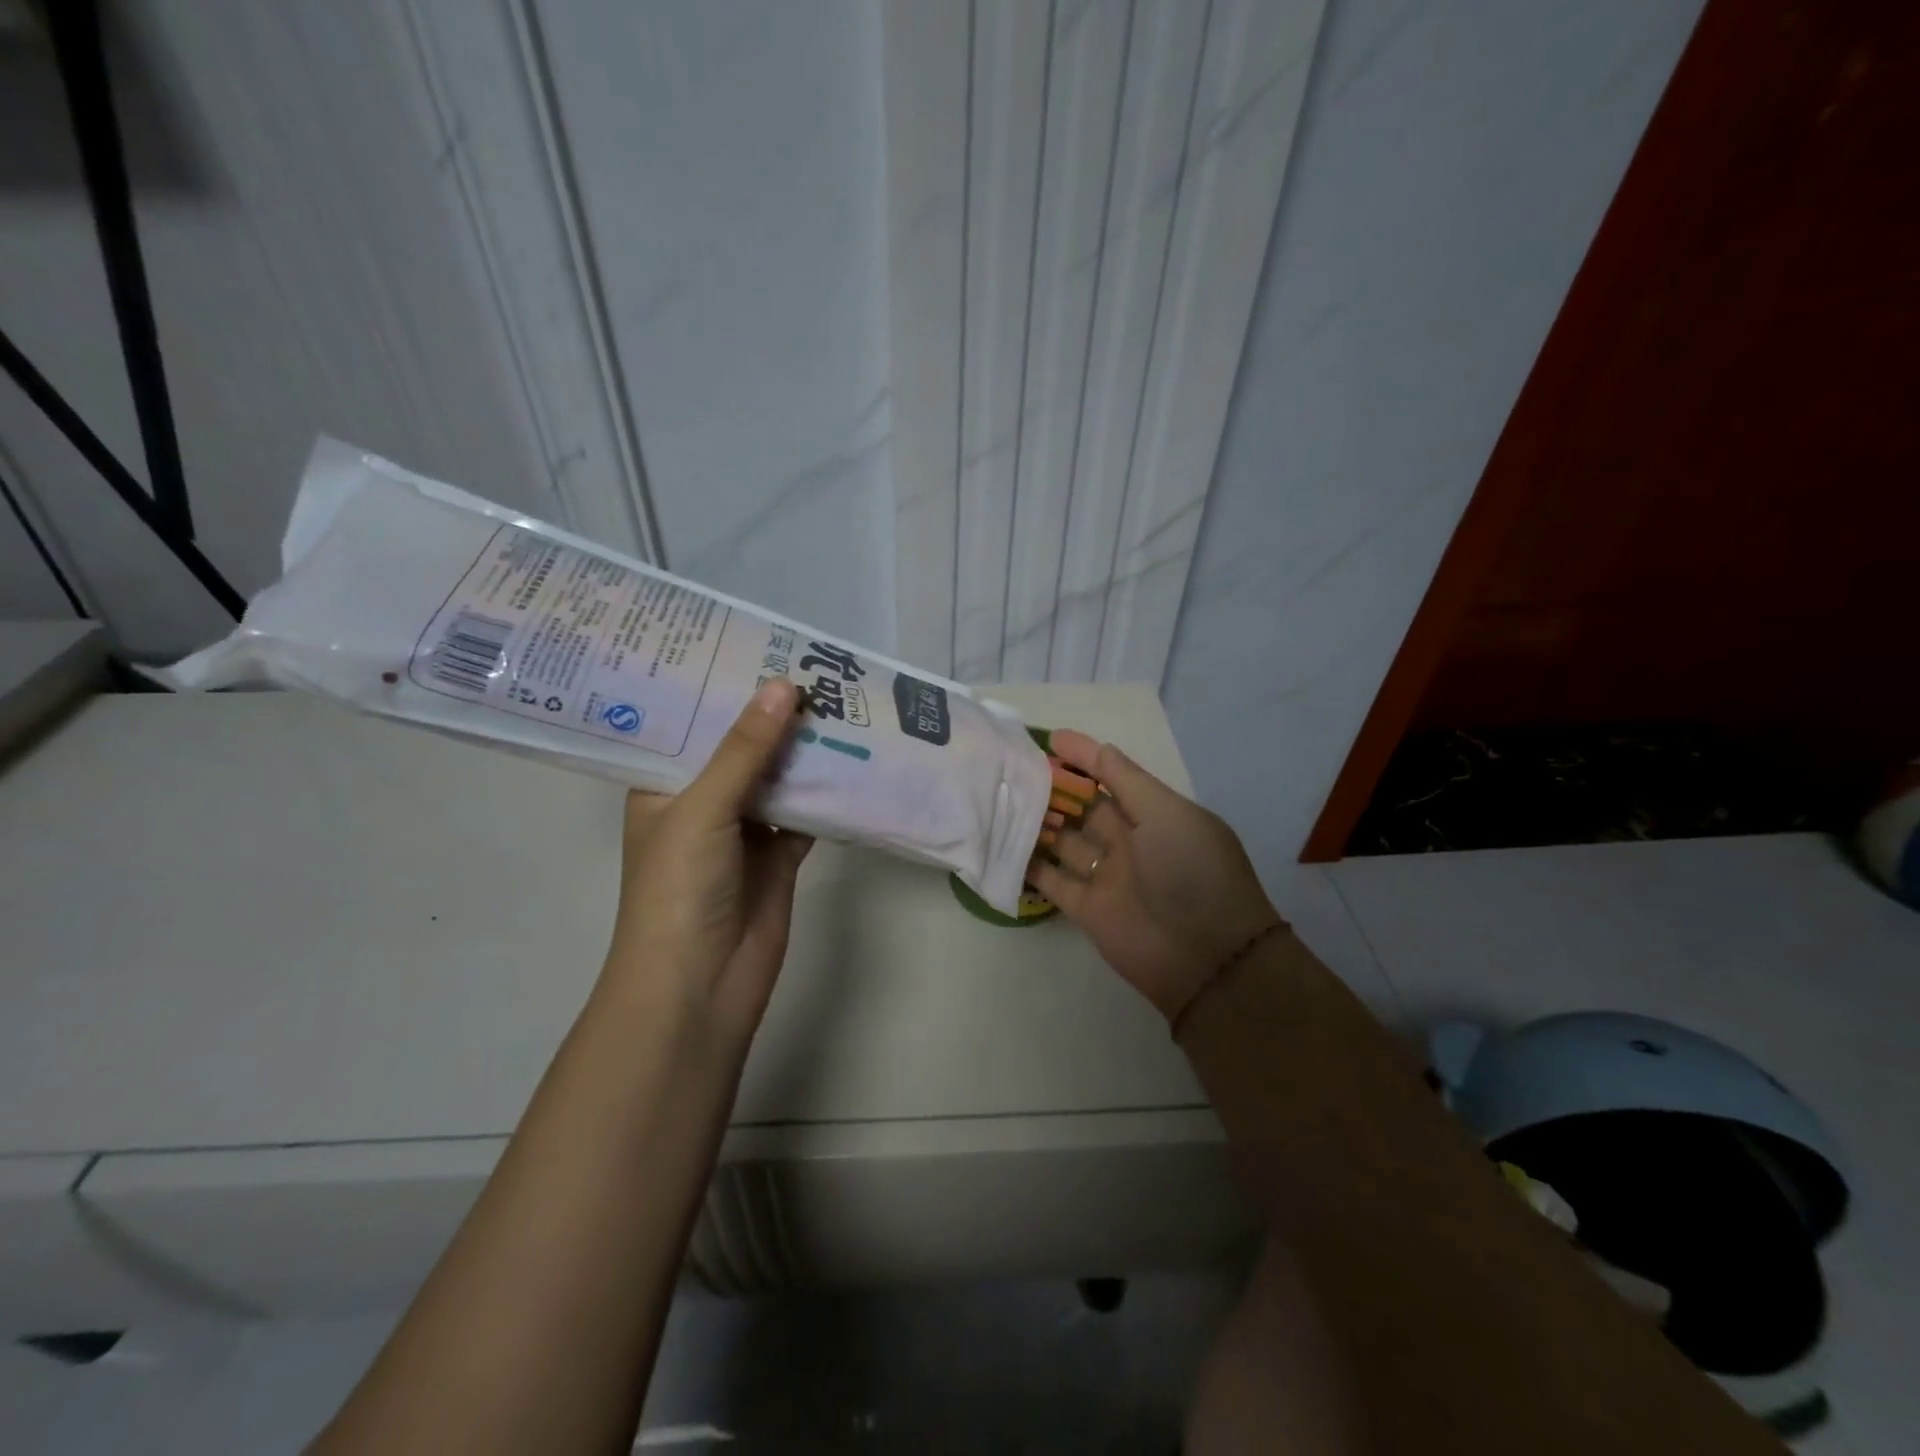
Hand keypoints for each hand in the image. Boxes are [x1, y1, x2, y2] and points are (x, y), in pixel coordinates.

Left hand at [601, 679, 812, 1042]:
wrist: (700, 986)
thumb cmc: (677, 890)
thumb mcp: (701, 809)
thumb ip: (744, 750)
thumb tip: (785, 686)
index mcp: (663, 785)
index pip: (689, 724)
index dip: (718, 687)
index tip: (752, 644)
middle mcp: (703, 800)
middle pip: (741, 746)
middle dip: (772, 713)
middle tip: (810, 663)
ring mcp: (745, 829)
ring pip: (779, 776)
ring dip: (805, 748)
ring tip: (839, 697)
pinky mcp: (780, 853)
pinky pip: (808, 810)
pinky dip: (829, 789)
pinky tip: (856, 755)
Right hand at [1030, 730, 1280, 1025]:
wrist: (1206, 958)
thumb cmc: (1191, 871)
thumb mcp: (1166, 814)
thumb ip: (1126, 781)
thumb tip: (1095, 747)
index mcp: (1153, 813)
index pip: (1113, 775)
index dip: (1083, 756)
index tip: (1048, 739)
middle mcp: (1129, 840)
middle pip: (1083, 807)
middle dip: (1053, 788)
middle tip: (1011, 769)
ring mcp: (1107, 875)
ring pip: (1064, 841)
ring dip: (1037, 823)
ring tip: (999, 801)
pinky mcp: (1087, 909)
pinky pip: (1053, 881)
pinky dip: (1029, 866)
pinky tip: (1001, 846)